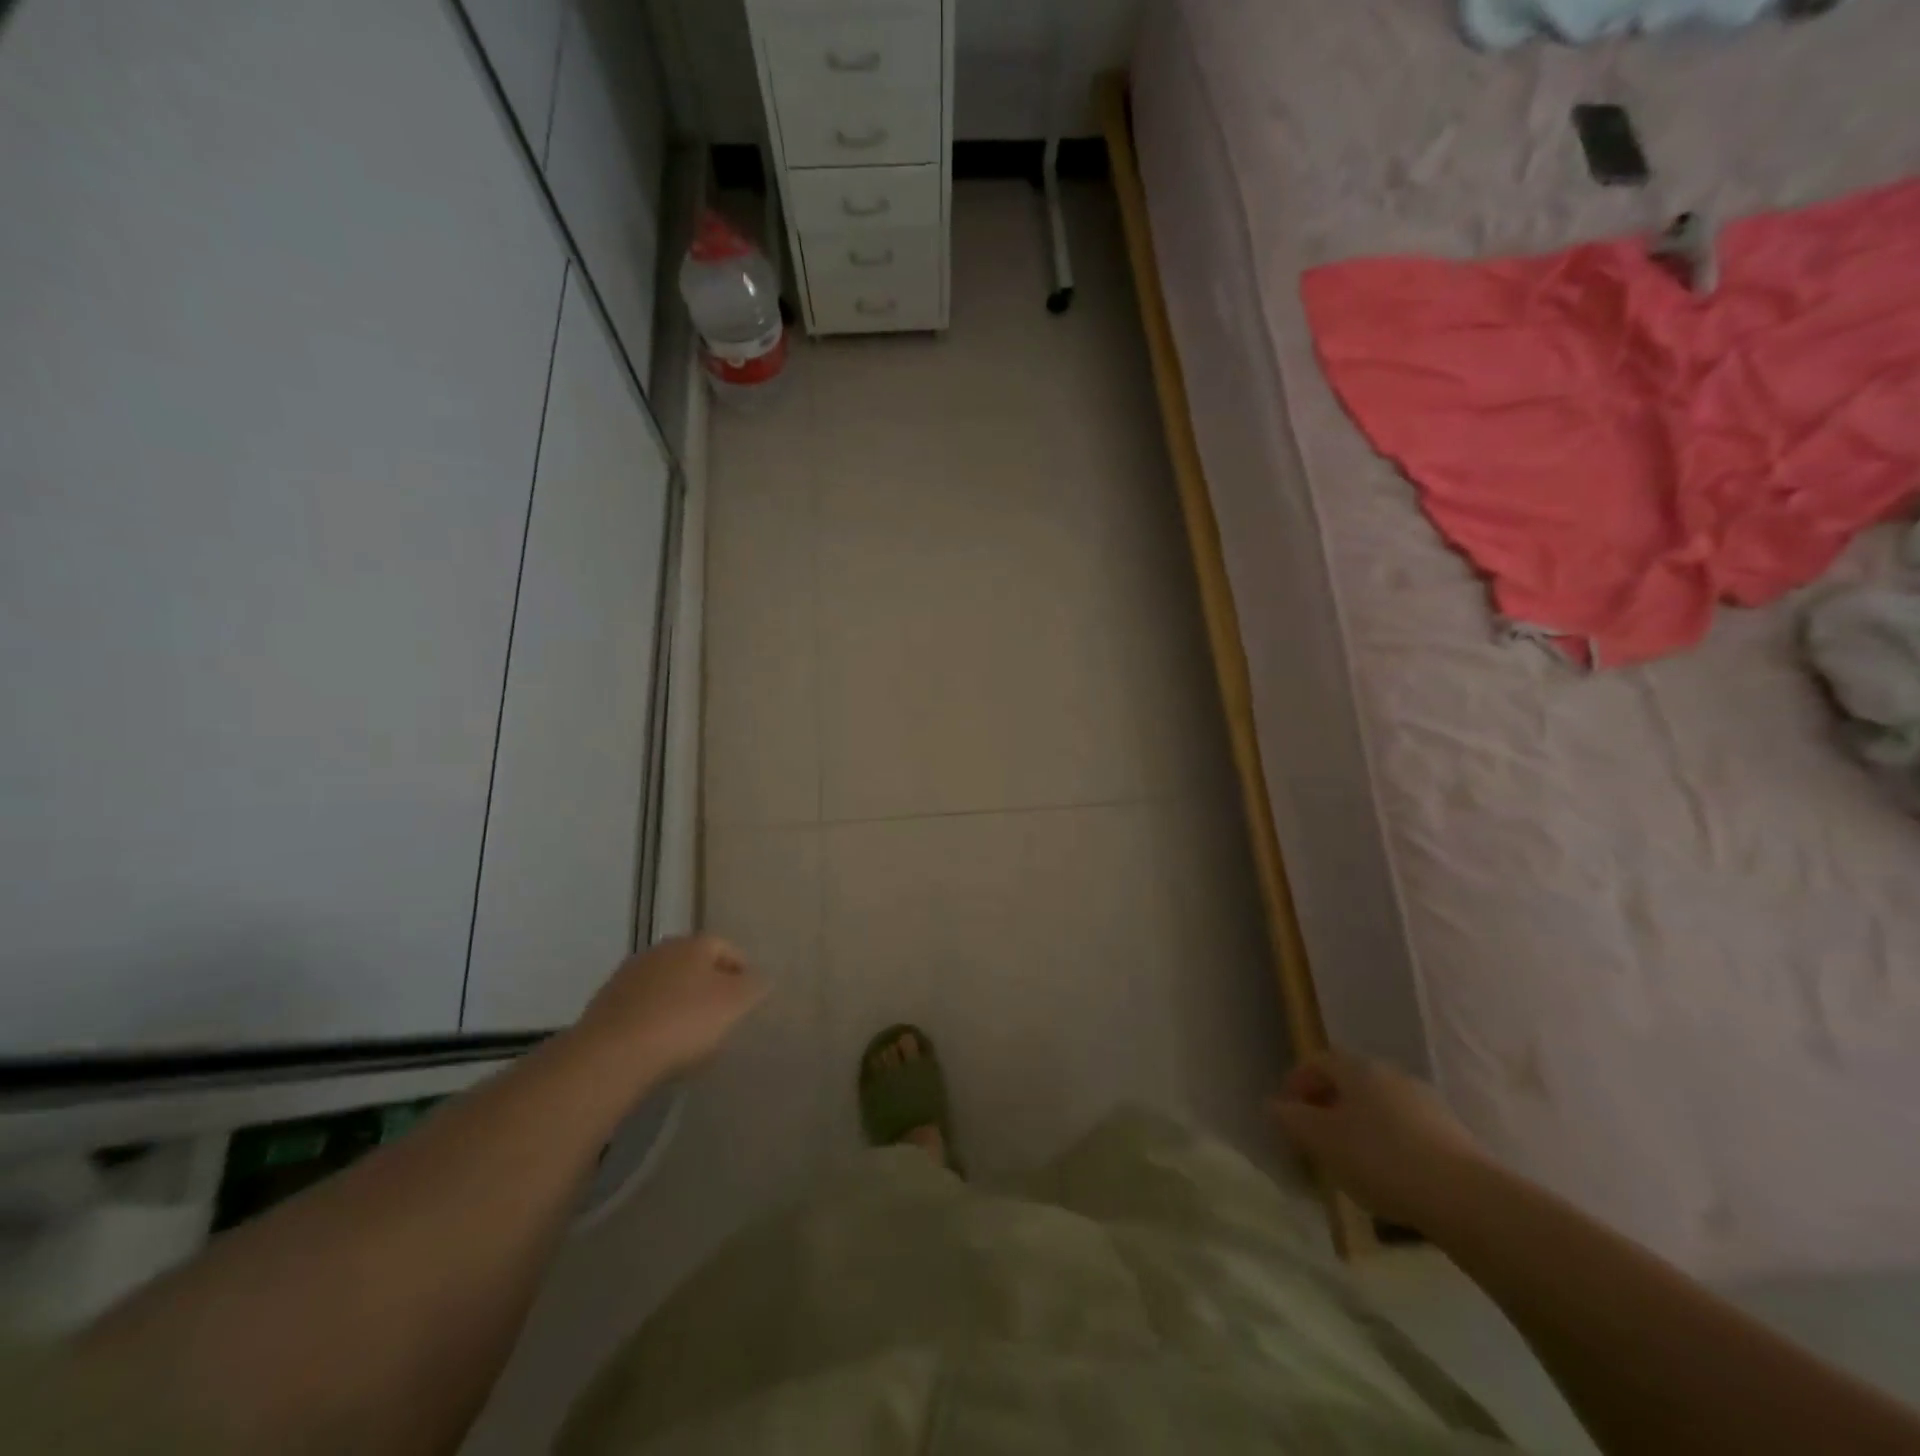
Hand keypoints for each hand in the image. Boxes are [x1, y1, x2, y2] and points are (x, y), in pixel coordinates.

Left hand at [576, 935, 767, 1080]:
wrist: (611, 1055)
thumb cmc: (683, 1022)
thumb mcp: (735, 1004)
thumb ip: (755, 986)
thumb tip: (761, 978)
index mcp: (693, 944)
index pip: (726, 947)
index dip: (741, 970)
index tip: (748, 997)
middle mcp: (660, 950)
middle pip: (693, 964)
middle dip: (708, 985)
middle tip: (721, 1015)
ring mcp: (628, 976)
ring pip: (666, 985)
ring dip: (679, 1002)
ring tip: (689, 1034)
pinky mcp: (605, 1005)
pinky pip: (641, 1007)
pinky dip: (654, 1019)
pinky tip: (658, 1045)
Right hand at [1267, 1051, 1489, 1229]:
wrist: (1468, 1200)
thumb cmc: (1382, 1159)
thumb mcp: (1322, 1141)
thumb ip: (1291, 1120)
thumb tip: (1273, 1106)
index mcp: (1358, 1069)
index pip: (1317, 1061)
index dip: (1296, 1082)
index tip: (1285, 1112)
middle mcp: (1391, 1075)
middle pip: (1349, 1082)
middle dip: (1326, 1105)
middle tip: (1313, 1136)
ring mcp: (1426, 1104)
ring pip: (1378, 1107)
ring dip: (1358, 1126)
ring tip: (1348, 1161)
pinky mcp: (1452, 1136)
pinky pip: (1405, 1130)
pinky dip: (1387, 1144)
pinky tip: (1387, 1176)